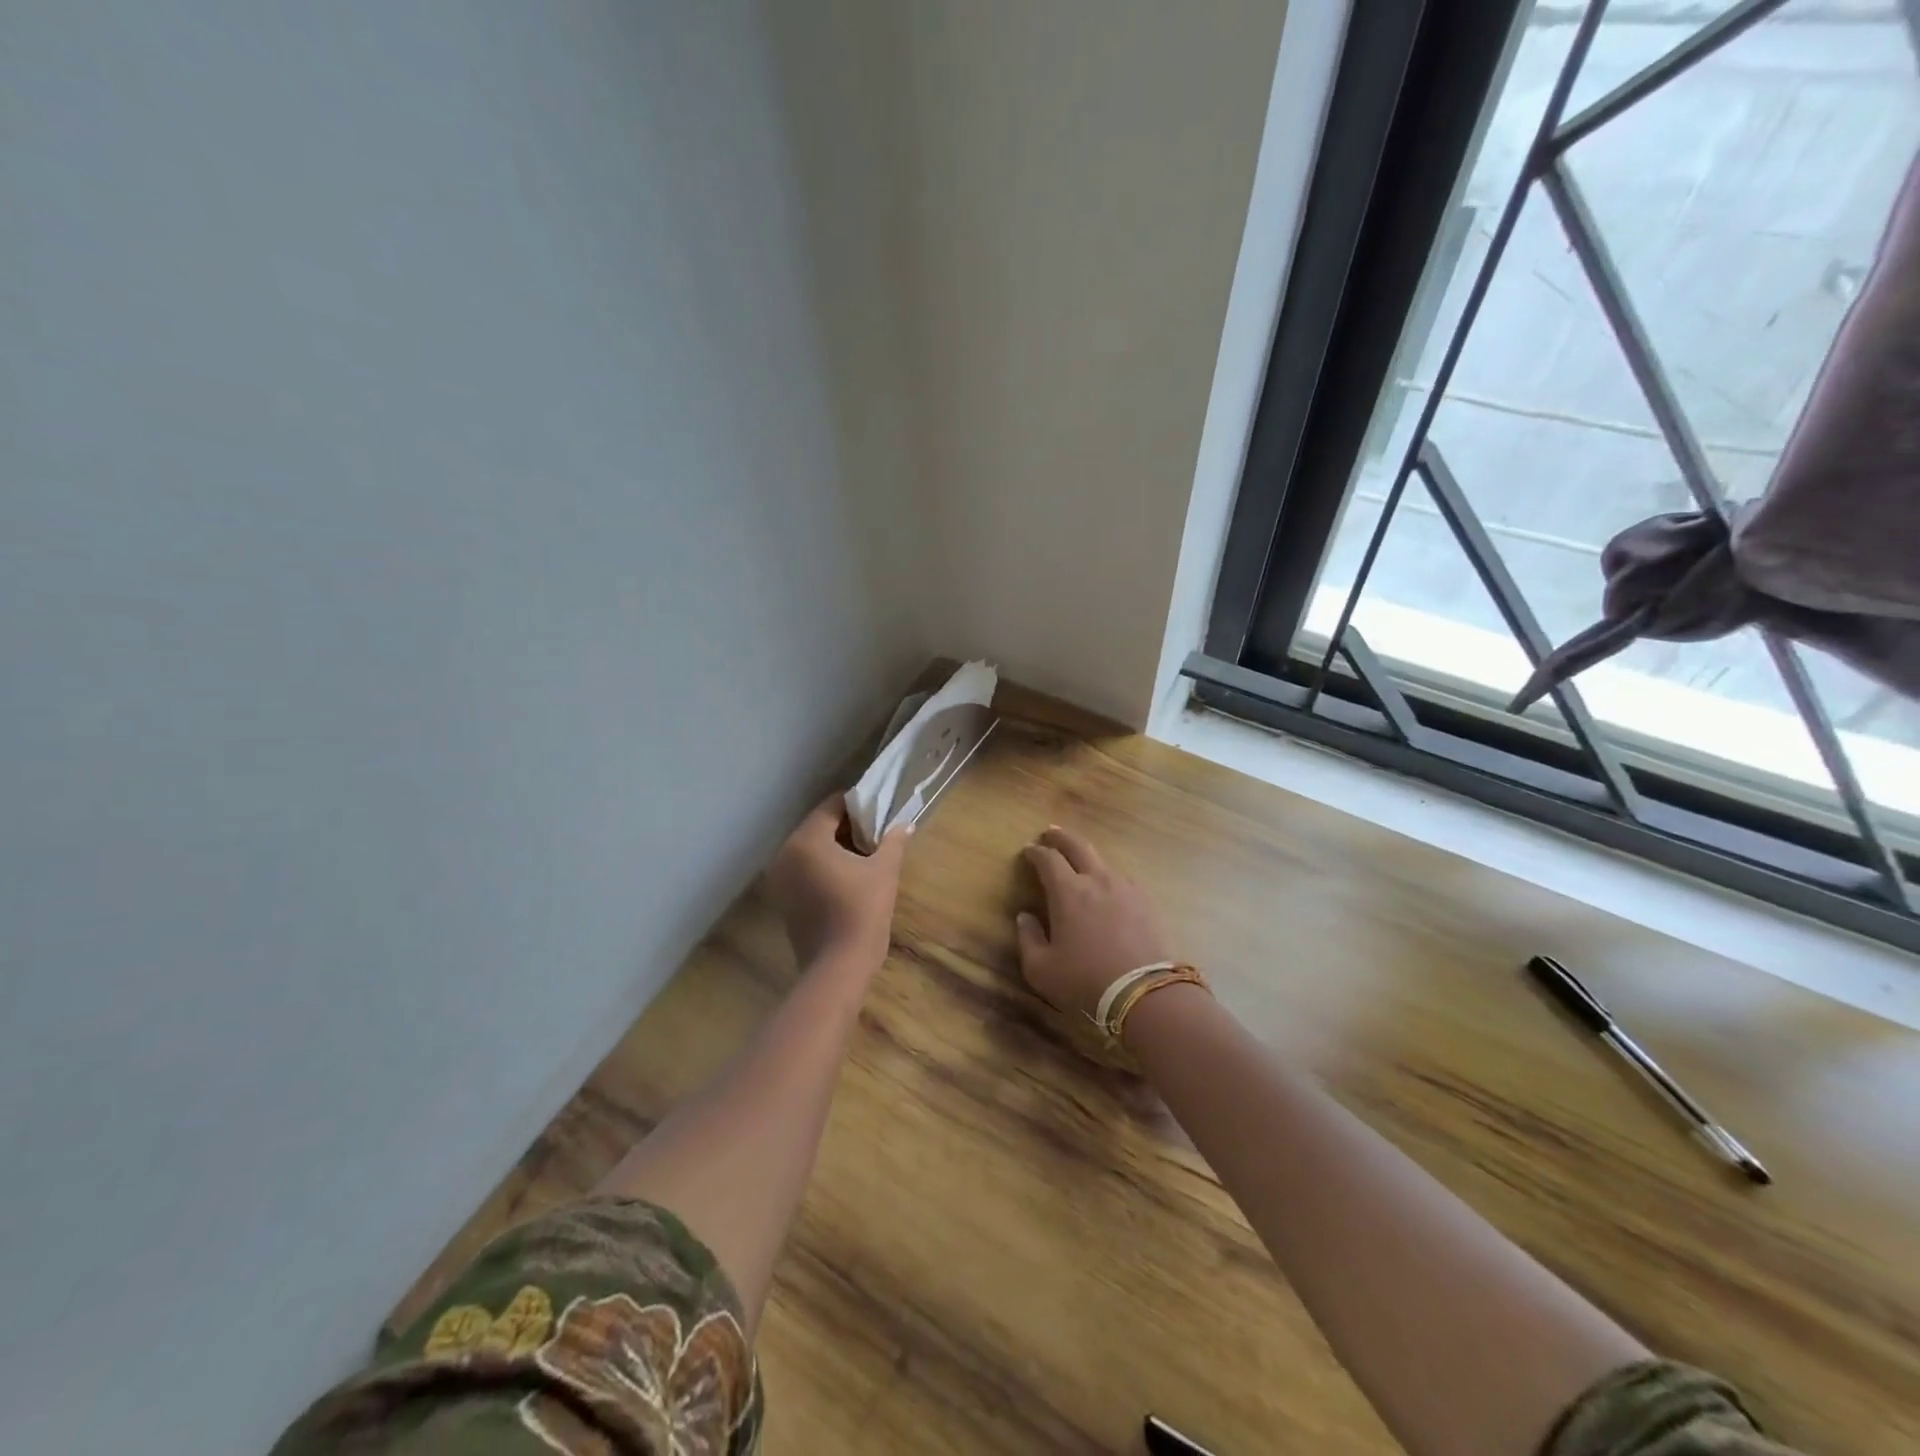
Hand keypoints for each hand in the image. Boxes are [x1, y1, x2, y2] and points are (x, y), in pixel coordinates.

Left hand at [764, 797, 910, 967]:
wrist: (838, 967)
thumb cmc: (862, 911)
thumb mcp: (884, 871)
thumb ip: (894, 841)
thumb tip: (906, 824)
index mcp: (807, 840)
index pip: (832, 806)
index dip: (858, 805)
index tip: (880, 812)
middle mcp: (786, 853)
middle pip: (819, 826)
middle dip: (848, 827)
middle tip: (877, 833)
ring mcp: (780, 878)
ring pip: (811, 849)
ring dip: (837, 847)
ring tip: (867, 855)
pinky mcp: (783, 899)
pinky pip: (805, 869)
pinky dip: (824, 867)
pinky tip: (849, 877)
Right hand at [1016, 826, 1172, 1018]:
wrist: (1145, 995)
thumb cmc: (1085, 981)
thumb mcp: (1041, 969)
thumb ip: (1028, 938)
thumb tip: (1025, 917)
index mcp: (1068, 891)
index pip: (1048, 859)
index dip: (1036, 852)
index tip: (1028, 851)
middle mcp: (1097, 880)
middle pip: (1078, 845)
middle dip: (1061, 837)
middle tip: (1050, 832)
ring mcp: (1126, 888)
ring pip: (1103, 862)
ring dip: (1088, 858)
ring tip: (1080, 863)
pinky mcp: (1148, 902)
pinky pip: (1124, 880)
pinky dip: (1110, 878)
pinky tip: (1110, 889)